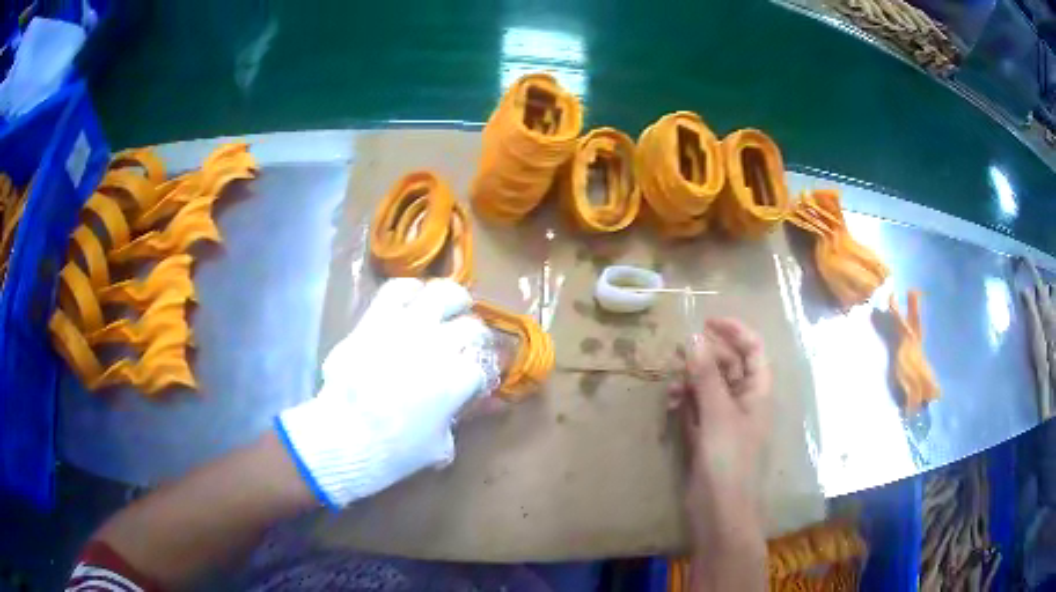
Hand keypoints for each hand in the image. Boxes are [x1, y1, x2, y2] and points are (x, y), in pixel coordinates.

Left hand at [277, 278, 498, 507]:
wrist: (346, 436)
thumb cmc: (397, 449)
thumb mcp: (440, 445)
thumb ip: (463, 419)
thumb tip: (491, 407)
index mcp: (460, 378)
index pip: (485, 365)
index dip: (484, 374)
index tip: (478, 381)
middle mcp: (441, 344)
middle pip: (472, 328)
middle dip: (475, 339)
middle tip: (467, 346)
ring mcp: (409, 326)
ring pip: (444, 294)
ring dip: (454, 302)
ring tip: (451, 308)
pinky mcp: (378, 318)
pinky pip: (399, 289)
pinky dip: (411, 290)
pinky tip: (415, 299)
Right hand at [669, 318, 771, 589]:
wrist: (720, 511)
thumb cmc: (729, 461)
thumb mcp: (718, 415)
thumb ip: (706, 376)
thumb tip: (693, 337)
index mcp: (757, 392)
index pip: (753, 349)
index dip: (734, 331)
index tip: (707, 321)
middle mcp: (744, 402)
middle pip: (727, 366)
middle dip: (704, 358)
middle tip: (677, 354)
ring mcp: (725, 420)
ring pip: (708, 387)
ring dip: (690, 383)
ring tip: (672, 391)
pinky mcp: (707, 437)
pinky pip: (696, 409)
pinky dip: (684, 404)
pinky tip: (671, 407)